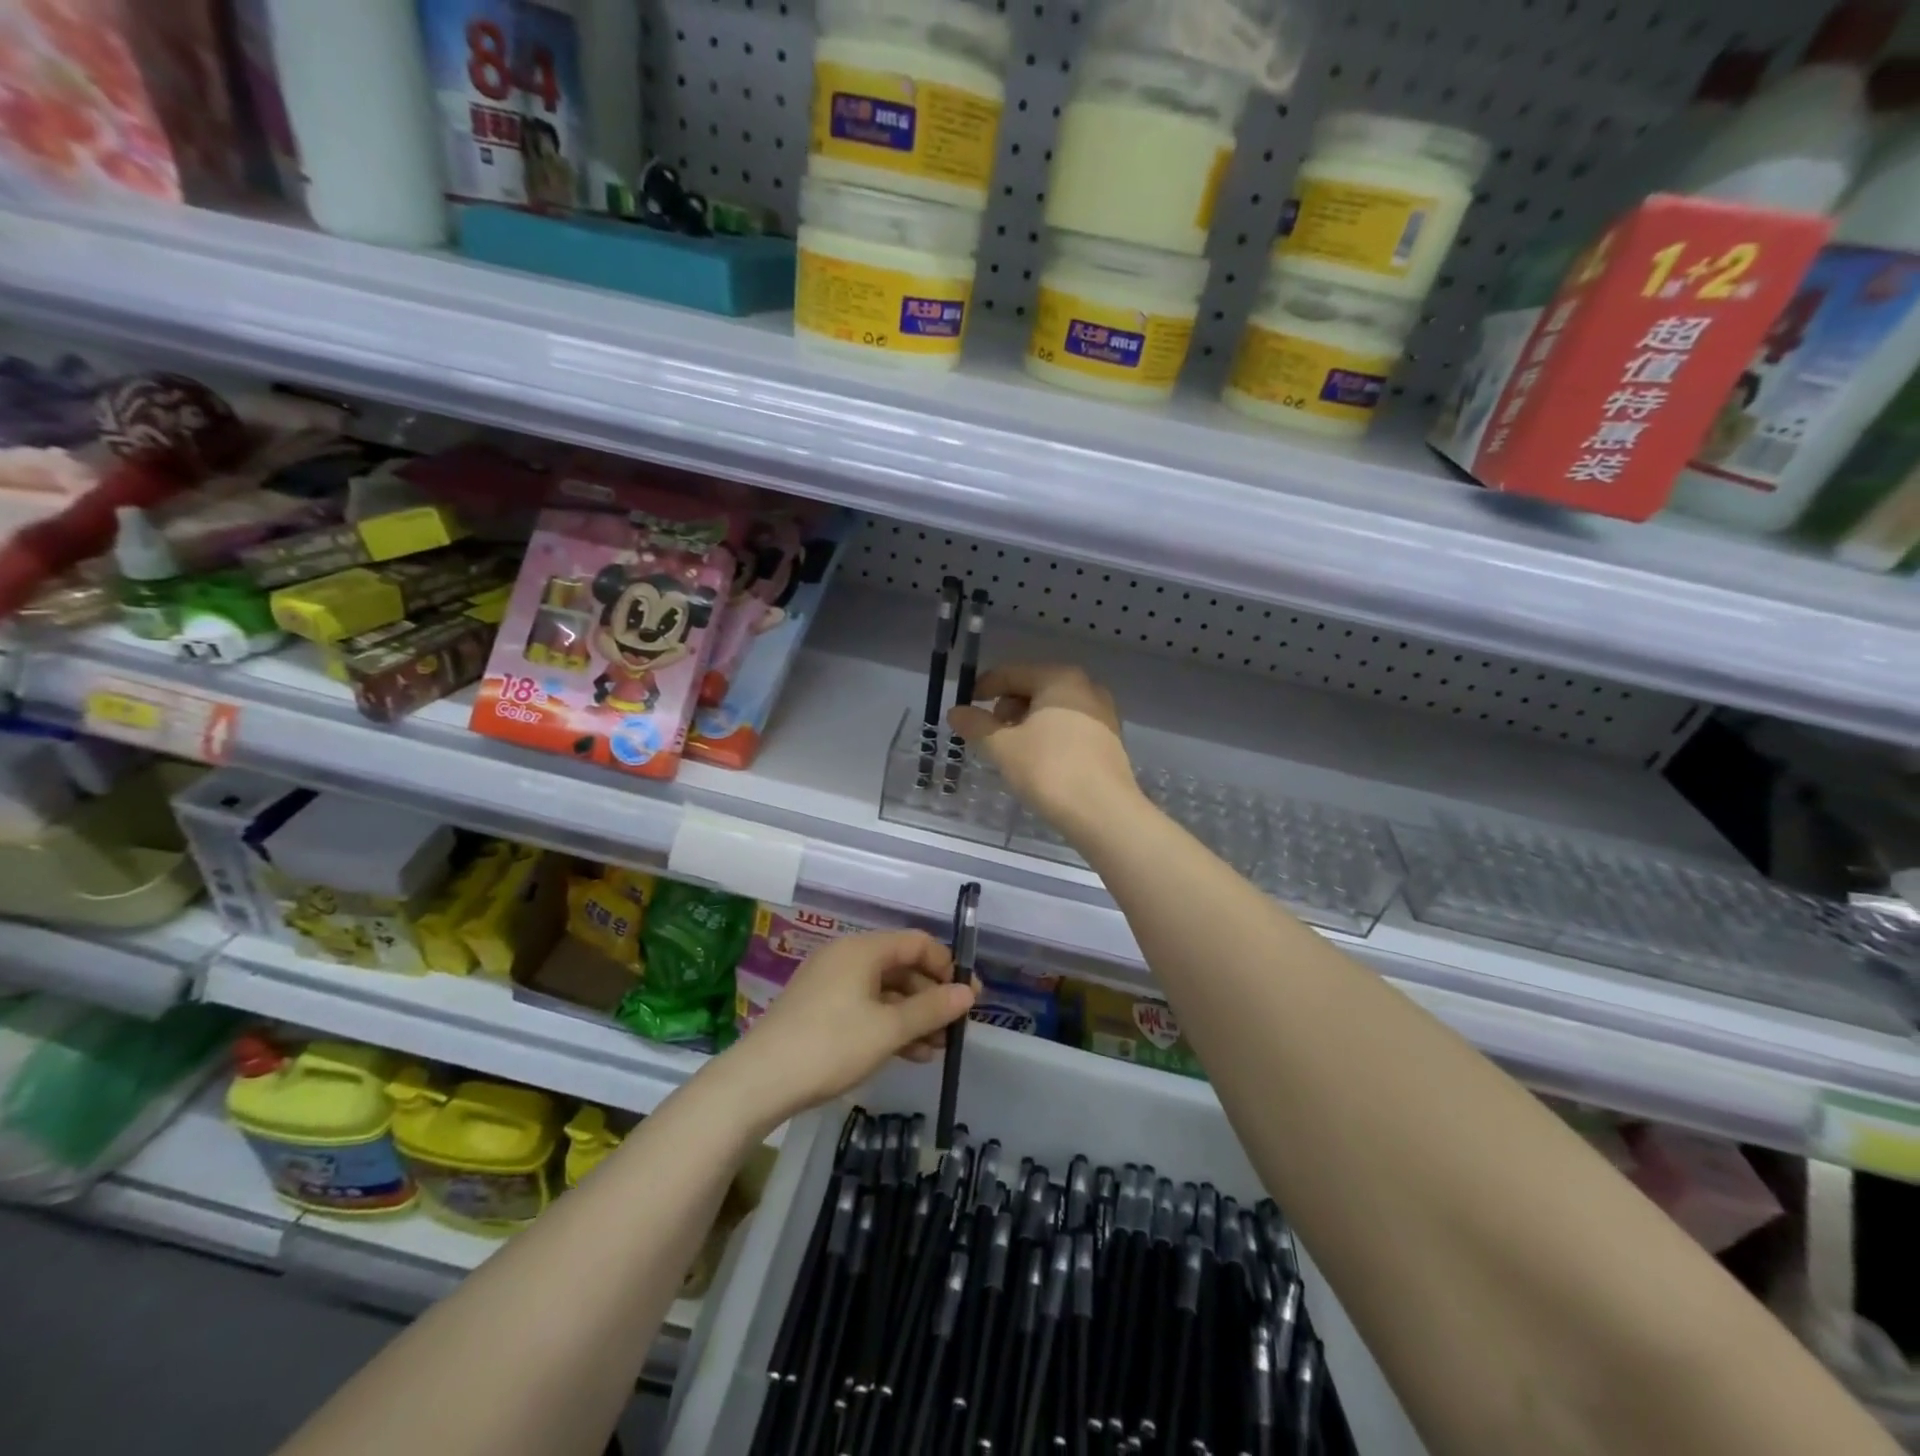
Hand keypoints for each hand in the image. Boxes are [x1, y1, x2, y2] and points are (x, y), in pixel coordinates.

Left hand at [716, 930, 975, 1127]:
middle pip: (902, 966)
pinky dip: (889, 1025)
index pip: (917, 942)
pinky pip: (866, 1007)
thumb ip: (931, 1009)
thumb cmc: (830, 1045)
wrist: (759, 1081)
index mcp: (863, 949)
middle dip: (932, 996)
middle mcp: (847, 957)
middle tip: (956, 1028)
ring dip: (914, 1016)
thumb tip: (968, 993)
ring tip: (937, 1049)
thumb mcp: (888, 1029)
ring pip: (885, 991)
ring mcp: (831, 983)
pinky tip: (909, 1054)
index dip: (947, 966)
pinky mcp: (820, 1009)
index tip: (968, 998)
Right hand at [948, 663, 1136, 837]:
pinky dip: (1049, 736)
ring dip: (1028, 723)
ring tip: (1011, 749)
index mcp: (1059, 678)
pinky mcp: (1110, 740)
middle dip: (1007, 707)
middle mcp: (1086, 687)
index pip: (1011, 674)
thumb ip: (976, 725)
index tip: (965, 705)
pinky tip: (1038, 760)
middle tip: (989, 732)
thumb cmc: (1049, 770)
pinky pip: (1070, 727)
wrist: (1104, 812)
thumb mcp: (1003, 747)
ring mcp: (1103, 714)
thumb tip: (955, 712)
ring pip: (1054, 709)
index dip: (983, 687)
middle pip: (1035, 688)